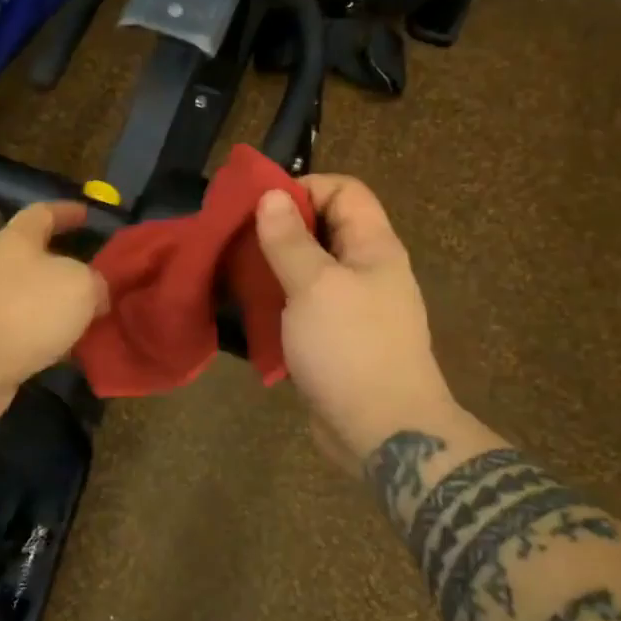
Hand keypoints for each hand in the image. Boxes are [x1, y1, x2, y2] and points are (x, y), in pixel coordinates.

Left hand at [0, 202, 107, 422]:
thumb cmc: (26, 310)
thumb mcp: (80, 285)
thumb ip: (96, 282)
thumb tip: (96, 294)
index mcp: (16, 239)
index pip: (43, 212)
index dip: (67, 211)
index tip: (87, 214)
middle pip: (36, 256)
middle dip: (68, 264)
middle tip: (99, 276)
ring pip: (33, 296)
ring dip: (60, 305)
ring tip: (92, 316)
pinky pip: (25, 329)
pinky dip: (48, 335)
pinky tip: (70, 349)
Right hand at [255, 176, 460, 465]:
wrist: (383, 432)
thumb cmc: (350, 348)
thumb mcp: (314, 286)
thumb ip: (290, 240)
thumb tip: (272, 196)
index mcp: (373, 248)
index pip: (345, 191)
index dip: (305, 188)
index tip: (260, 205)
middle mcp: (368, 271)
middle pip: (326, 229)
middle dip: (281, 228)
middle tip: (238, 238)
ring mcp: (354, 308)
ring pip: (312, 270)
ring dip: (276, 267)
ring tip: (237, 273)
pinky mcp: (337, 341)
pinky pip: (306, 307)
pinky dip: (280, 302)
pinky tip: (251, 311)